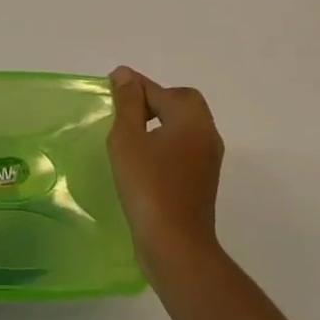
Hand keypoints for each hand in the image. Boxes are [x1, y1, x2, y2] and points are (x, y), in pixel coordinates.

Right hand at [107, 67, 224, 271]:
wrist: (176, 246)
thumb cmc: (149, 186)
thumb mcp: (128, 138)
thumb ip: (128, 103)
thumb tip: (126, 73)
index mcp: (191, 117)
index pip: (159, 90)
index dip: (133, 87)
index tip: (110, 88)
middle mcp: (206, 132)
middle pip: (180, 103)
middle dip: (153, 101)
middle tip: (124, 112)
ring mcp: (209, 158)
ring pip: (183, 126)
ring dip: (159, 124)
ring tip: (129, 137)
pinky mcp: (204, 180)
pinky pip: (184, 148)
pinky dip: (165, 144)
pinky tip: (144, 161)